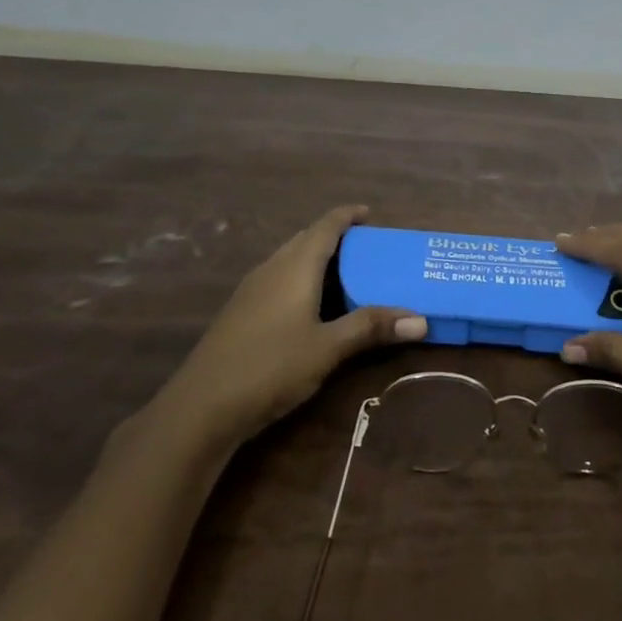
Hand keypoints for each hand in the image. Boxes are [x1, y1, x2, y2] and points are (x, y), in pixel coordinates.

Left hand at [153, 206, 425, 448]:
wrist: (200, 407)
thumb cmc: (270, 366)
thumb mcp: (328, 348)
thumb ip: (371, 328)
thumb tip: (421, 319)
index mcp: (295, 266)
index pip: (325, 226)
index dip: (347, 215)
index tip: (369, 213)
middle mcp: (272, 268)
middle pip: (306, 239)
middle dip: (335, 237)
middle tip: (366, 249)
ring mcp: (251, 290)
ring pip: (289, 260)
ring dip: (316, 259)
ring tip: (345, 275)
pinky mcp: (240, 313)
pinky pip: (278, 280)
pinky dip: (301, 279)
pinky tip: (310, 307)